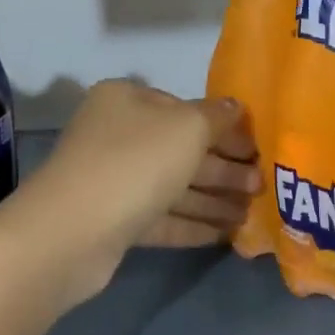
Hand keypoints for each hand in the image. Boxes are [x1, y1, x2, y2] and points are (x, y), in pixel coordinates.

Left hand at [17, 80, 258, 303]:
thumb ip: (217, 116)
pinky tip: (225, 234)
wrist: (73, 232)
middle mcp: (117, 134)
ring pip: (173, 186)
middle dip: (223, 168)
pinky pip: (161, 217)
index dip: (225, 128)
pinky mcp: (112, 220)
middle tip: (261, 185)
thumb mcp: (188, 127)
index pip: (186, 108)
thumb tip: (235, 106)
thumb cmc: (136, 162)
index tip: (257, 148)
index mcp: (128, 100)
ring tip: (252, 212)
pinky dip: (192, 224)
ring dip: (213, 199)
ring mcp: (112, 179)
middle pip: (182, 149)